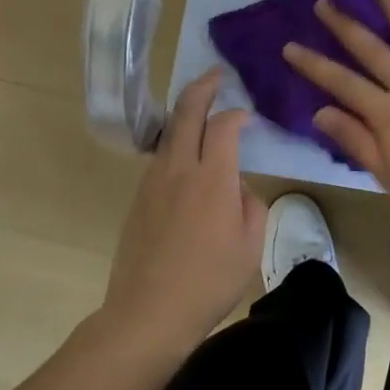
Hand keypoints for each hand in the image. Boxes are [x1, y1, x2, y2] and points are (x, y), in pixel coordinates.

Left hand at [101, 69, 265, 351]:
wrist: (147, 314)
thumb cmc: (208, 282)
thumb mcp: (250, 246)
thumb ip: (251, 205)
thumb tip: (238, 188)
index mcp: (212, 179)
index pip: (224, 125)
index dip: (237, 114)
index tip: (247, 116)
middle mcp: (179, 169)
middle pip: (187, 112)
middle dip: (202, 87)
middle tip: (215, 74)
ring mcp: (153, 182)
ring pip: (169, 133)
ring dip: (185, 113)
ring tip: (200, 108)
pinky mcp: (138, 198)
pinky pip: (160, 157)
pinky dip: (175, 142)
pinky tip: (186, 156)